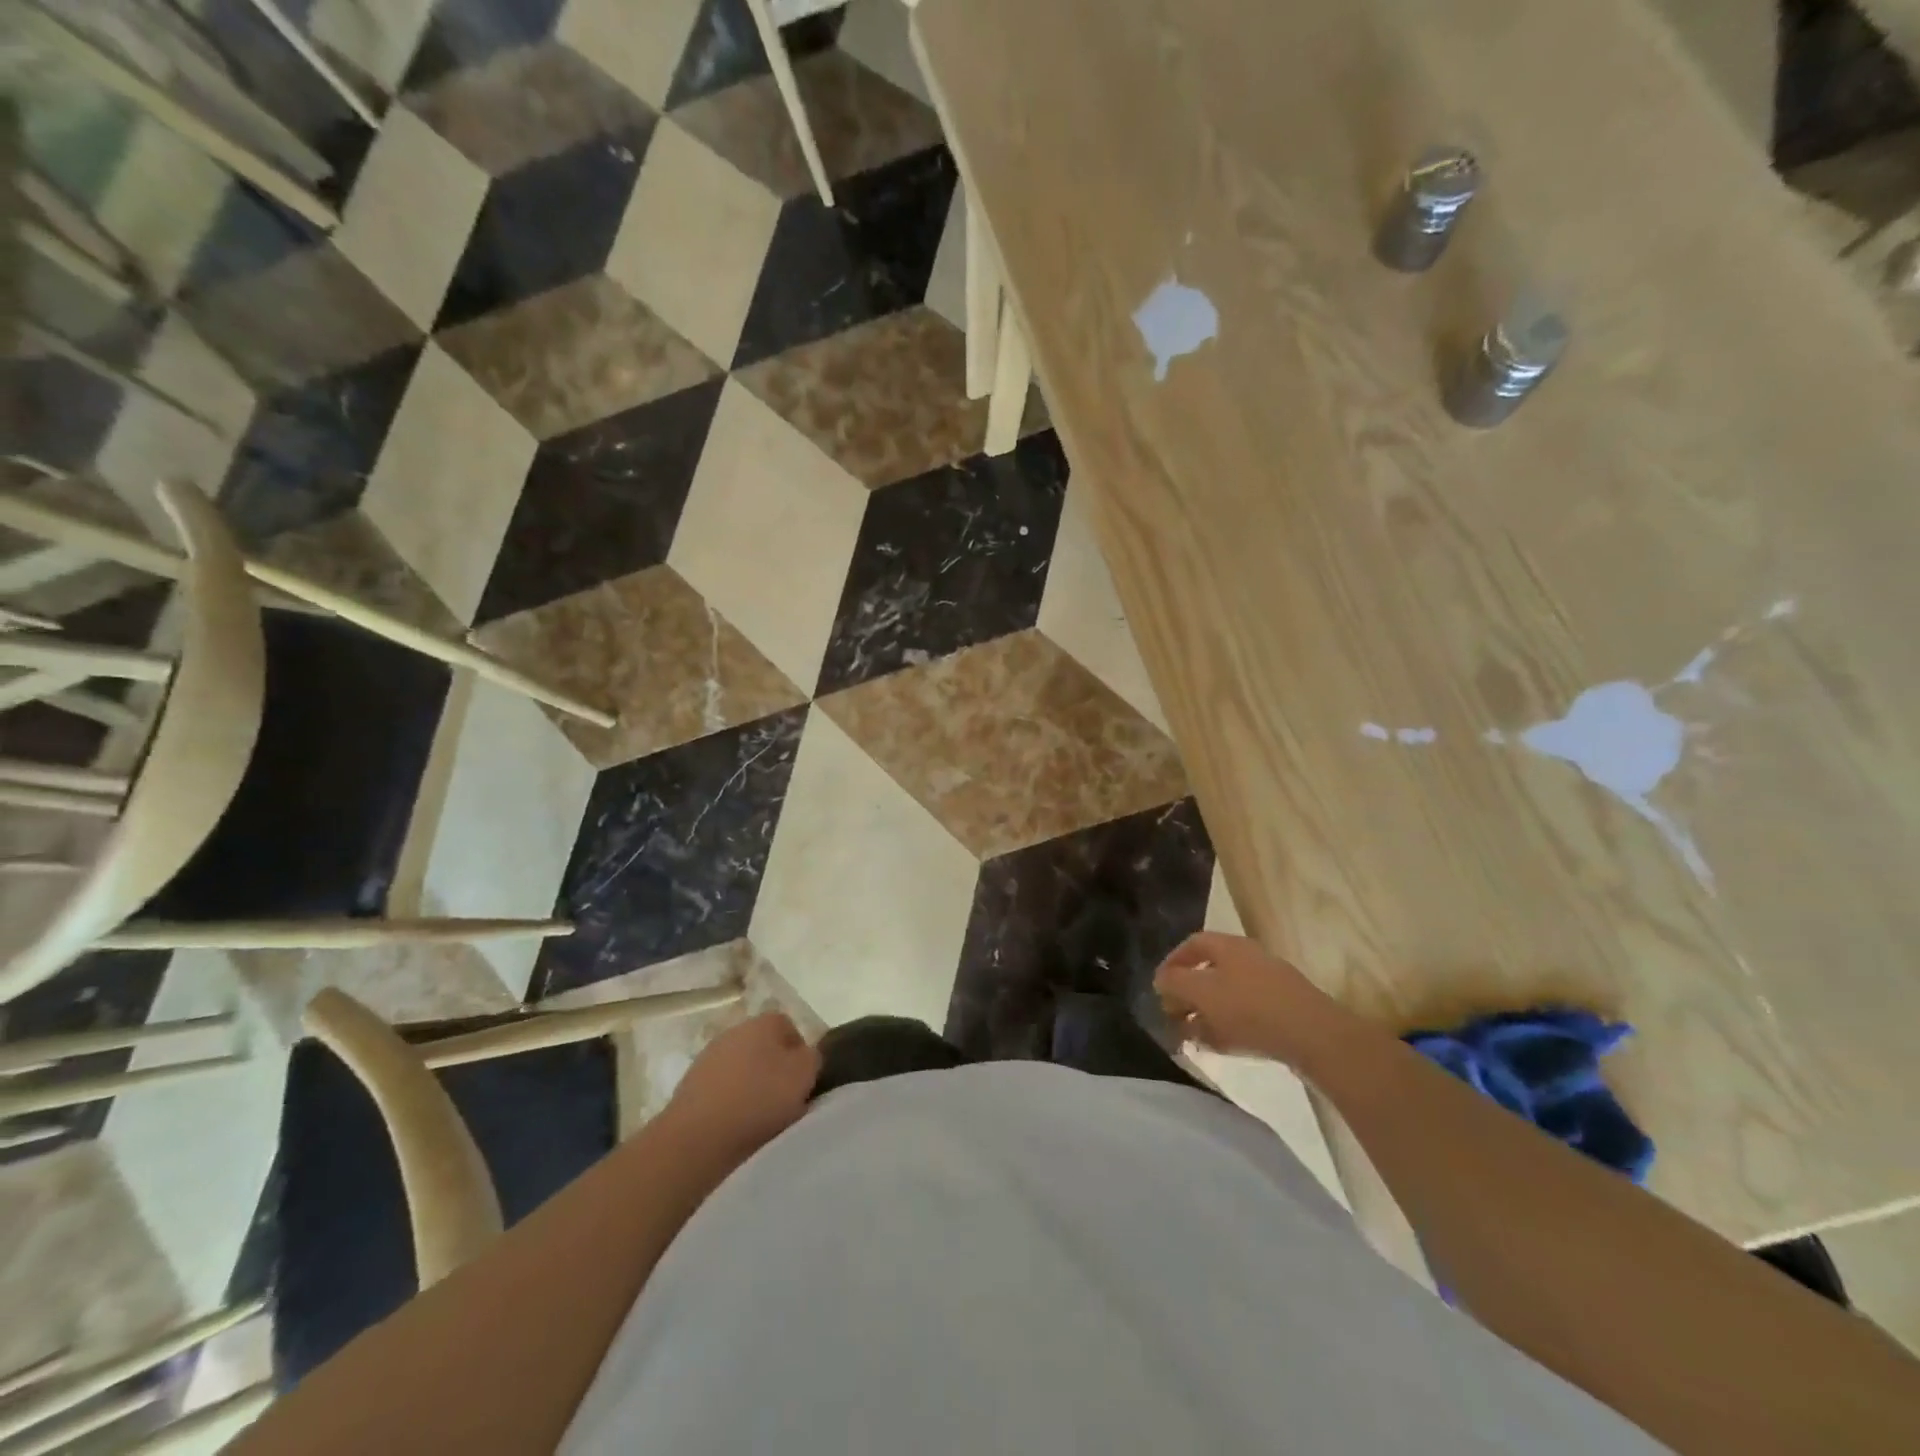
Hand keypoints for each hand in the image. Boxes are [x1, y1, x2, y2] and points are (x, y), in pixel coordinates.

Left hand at [665, 1012, 820, 1155]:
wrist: (696, 1137)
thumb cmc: (758, 1100)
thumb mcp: (804, 1076)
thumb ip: (812, 1058)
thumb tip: (805, 1056)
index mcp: (763, 1022)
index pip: (790, 1027)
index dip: (800, 1054)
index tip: (803, 1082)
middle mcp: (734, 1031)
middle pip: (764, 1047)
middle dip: (774, 1070)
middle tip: (784, 1101)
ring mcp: (708, 1057)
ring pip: (741, 1068)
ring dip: (750, 1087)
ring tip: (758, 1118)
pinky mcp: (690, 1086)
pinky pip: (721, 1090)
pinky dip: (729, 1103)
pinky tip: (733, 1126)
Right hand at [1154, 932, 1332, 1060]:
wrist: (1314, 1036)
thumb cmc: (1249, 1007)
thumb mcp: (1201, 992)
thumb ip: (1175, 983)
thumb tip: (1162, 980)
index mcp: (1229, 946)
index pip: (1192, 944)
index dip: (1172, 963)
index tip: (1159, 987)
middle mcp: (1250, 958)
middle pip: (1210, 971)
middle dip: (1188, 994)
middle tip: (1173, 1016)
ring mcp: (1270, 984)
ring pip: (1228, 996)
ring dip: (1206, 1014)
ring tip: (1193, 1037)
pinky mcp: (1285, 1011)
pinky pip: (1248, 1014)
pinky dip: (1229, 1027)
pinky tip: (1221, 1046)